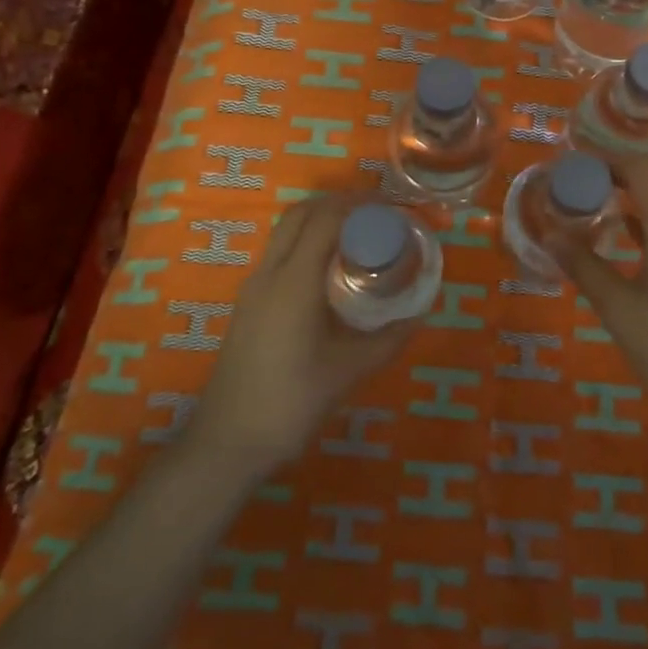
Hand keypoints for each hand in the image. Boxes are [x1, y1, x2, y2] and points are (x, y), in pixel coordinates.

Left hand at [188, 193, 416, 471]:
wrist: (226, 444)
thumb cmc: (290, 403)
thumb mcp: (349, 371)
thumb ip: (389, 339)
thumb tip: (421, 312)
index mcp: (294, 281)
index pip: (326, 219)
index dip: (359, 205)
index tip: (392, 207)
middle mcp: (270, 273)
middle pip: (301, 213)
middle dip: (339, 204)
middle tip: (377, 215)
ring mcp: (253, 287)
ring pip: (286, 231)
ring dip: (320, 220)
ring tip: (358, 235)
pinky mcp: (248, 303)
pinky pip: (279, 252)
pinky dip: (306, 241)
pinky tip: (330, 270)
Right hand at [549, 157, 647, 424]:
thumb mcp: (616, 307)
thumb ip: (583, 265)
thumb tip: (550, 235)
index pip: (643, 169)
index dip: (609, 159)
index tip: (576, 163)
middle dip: (623, 168)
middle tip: (584, 179)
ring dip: (640, 187)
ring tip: (600, 197)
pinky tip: (627, 227)